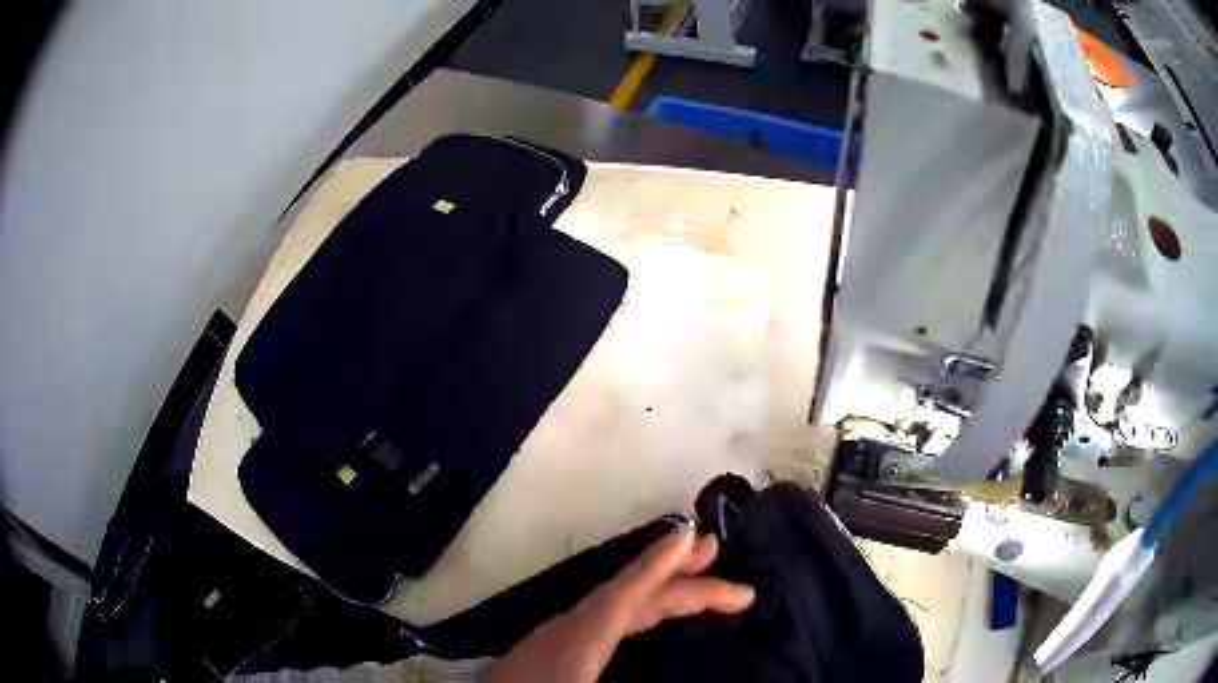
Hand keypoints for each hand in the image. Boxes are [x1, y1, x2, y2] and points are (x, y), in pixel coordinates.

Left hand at [494, 530, 754, 682]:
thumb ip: (632, 672)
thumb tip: (680, 671)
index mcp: (572, 644)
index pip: (620, 599)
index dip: (655, 567)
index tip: (688, 539)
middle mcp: (563, 631)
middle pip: (624, 597)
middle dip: (674, 578)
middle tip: (717, 555)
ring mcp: (553, 638)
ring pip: (611, 603)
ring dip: (654, 587)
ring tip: (695, 574)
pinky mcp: (551, 648)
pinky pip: (601, 616)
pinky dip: (632, 604)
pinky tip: (645, 612)